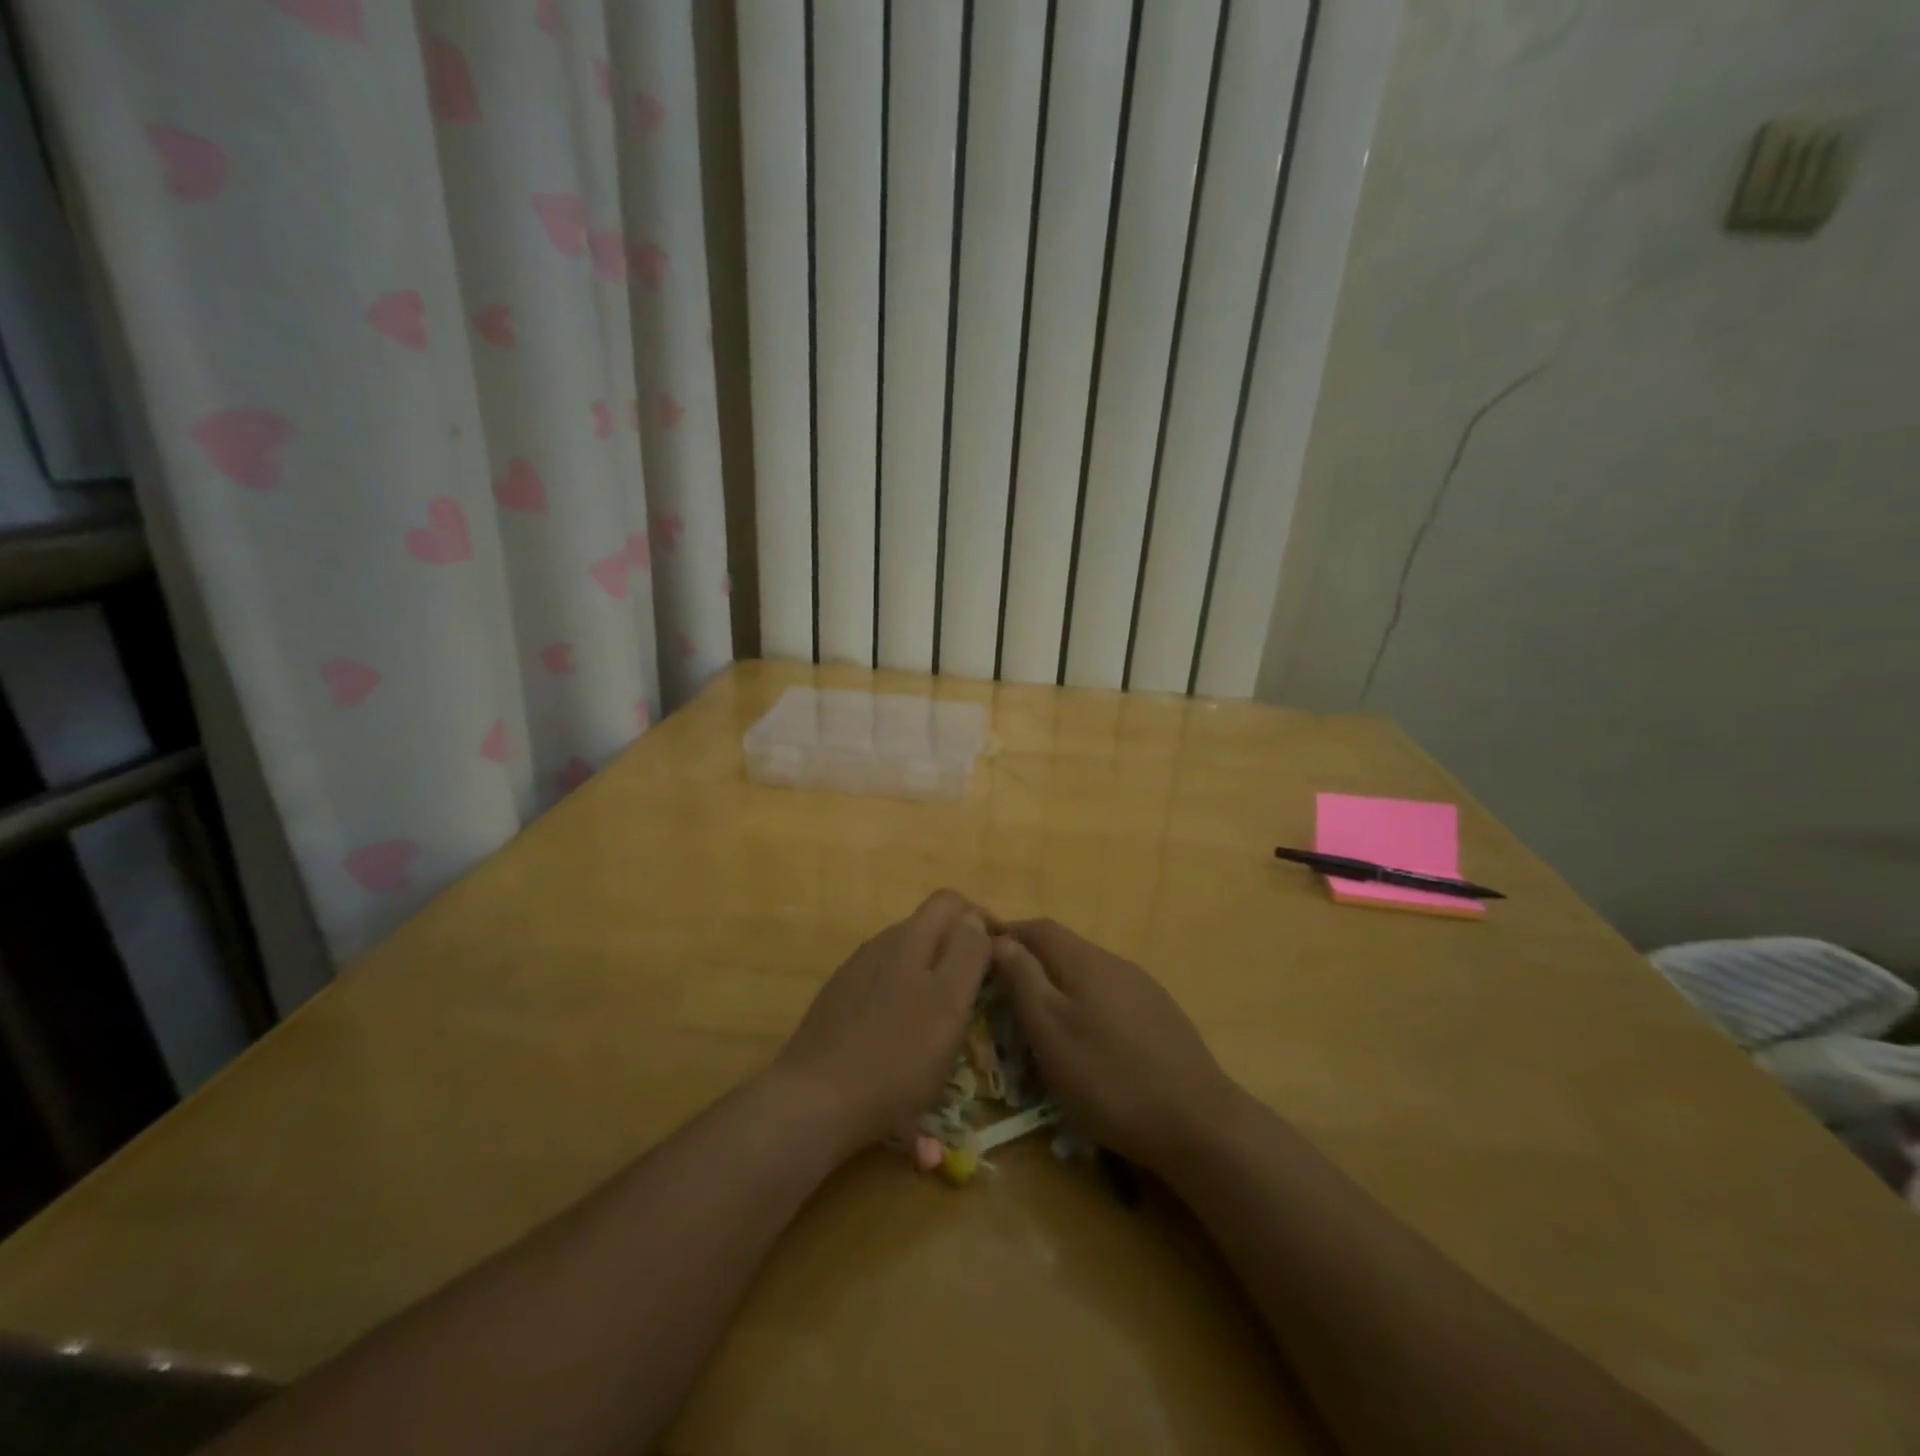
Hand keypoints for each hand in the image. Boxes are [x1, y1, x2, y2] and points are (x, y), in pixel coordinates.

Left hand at [773, 890, 990, 1152]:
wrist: (815, 1100)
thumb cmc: (897, 1055)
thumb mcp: (949, 1003)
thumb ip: (966, 953)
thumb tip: (974, 919)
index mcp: (909, 938)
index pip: (951, 901)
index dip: (980, 919)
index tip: (999, 957)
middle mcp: (880, 944)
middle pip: (927, 927)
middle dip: (956, 949)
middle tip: (977, 992)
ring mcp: (854, 973)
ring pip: (904, 958)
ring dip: (930, 975)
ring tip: (943, 1018)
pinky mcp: (838, 1002)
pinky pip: (882, 985)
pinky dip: (903, 997)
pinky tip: (903, 1036)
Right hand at [991, 920, 1241, 1170]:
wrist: (1197, 1123)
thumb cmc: (1108, 1076)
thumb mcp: (1050, 1028)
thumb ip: (1023, 978)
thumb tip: (1000, 938)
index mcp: (1085, 960)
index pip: (1038, 928)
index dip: (1007, 934)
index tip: (979, 953)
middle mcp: (1116, 964)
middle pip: (1064, 949)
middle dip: (1030, 963)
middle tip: (1002, 994)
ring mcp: (1144, 990)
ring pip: (1088, 975)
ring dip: (1058, 987)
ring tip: (1038, 1021)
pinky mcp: (1161, 1019)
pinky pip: (1110, 999)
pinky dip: (1085, 1008)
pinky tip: (1086, 1042)